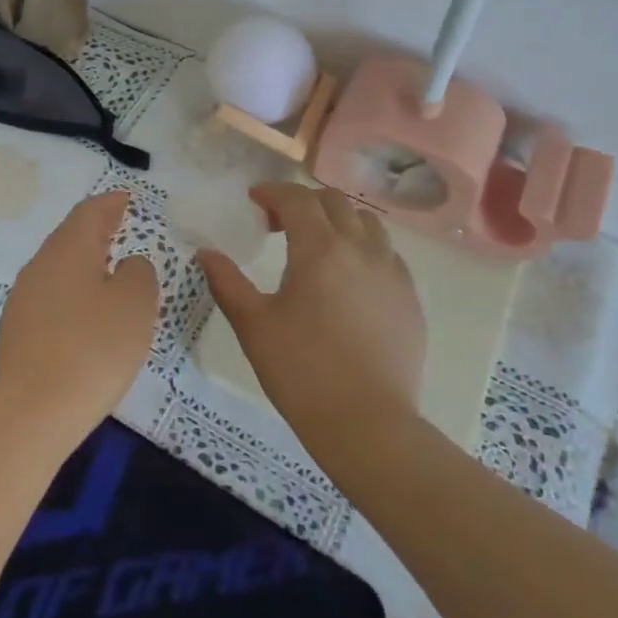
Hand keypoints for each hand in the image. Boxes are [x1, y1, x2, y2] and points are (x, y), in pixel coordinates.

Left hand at [0, 192, 159, 445]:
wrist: (32, 411)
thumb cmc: (93, 348)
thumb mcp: (135, 304)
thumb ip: (139, 273)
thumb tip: (127, 264)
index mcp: (69, 247)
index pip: (91, 211)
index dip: (111, 203)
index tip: (128, 199)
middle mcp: (41, 263)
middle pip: (71, 235)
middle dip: (97, 230)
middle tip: (121, 228)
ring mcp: (24, 297)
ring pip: (59, 266)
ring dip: (84, 262)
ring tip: (110, 270)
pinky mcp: (18, 329)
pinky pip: (51, 295)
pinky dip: (73, 292)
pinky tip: (86, 312)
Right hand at [200, 183, 425, 454]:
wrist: (368, 425)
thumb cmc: (302, 372)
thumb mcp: (253, 326)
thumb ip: (227, 282)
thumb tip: (206, 253)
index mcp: (320, 249)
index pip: (297, 199)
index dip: (273, 192)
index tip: (254, 200)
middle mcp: (361, 248)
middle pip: (334, 202)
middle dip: (303, 202)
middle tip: (279, 224)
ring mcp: (392, 272)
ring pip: (367, 223)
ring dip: (338, 220)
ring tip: (318, 244)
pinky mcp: (410, 298)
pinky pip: (387, 253)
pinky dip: (363, 248)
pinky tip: (350, 278)